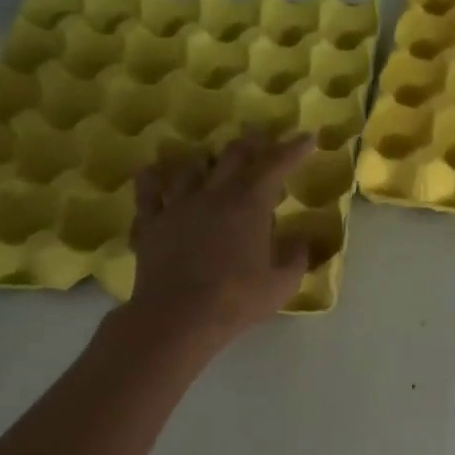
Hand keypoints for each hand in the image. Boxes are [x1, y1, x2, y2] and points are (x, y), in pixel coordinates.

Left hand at [128, 131, 314, 343]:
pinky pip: (148, 190)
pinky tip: (155, 175)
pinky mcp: (150, 222)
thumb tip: (303, 240)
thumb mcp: (281, 284)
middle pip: (233, 155)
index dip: (294, 148)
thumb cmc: (236, 299)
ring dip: (205, 160)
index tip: (307, 137)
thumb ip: (297, 257)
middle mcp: (213, 194)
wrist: (177, 317)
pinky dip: (154, 178)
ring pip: (190, 166)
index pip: (276, 165)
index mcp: (249, 204)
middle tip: (262, 137)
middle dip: (252, 142)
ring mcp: (177, 205)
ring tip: (211, 161)